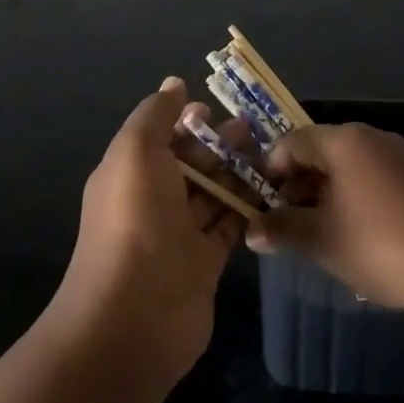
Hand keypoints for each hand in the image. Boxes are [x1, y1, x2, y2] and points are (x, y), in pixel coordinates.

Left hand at [48, 78, 249, 387]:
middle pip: (192, 162)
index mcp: (131, 171)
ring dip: (238, 171)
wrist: (133, 318)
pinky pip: (229, 224)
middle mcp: (153, 199)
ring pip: (213, 191)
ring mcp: (179, 233)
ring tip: (271, 154)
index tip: (217, 108)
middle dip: (220, 142)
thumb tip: (174, 84)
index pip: (162, 136)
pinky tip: (272, 189)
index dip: (188, 120)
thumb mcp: (135, 151)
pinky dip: (248, 207)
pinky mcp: (205, 262)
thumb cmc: (133, 221)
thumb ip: (156, 115)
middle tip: (256, 129)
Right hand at [246, 122, 403, 315]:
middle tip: (287, 224)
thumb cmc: (382, 245)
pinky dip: (357, 197)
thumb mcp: (324, 242)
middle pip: (322, 151)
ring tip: (320, 234)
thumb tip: (251, 230)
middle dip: (299, 185)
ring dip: (328, 194)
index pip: (293, 141)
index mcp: (343, 141)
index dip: (272, 170)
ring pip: (350, 166)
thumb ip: (283, 230)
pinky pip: (375, 177)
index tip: (262, 204)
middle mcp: (371, 136)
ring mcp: (401, 154)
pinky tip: (360, 236)